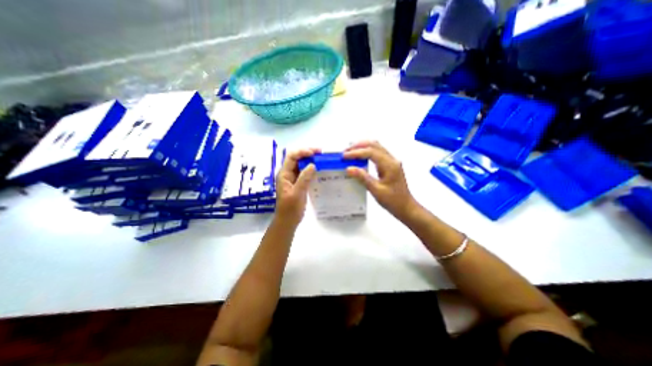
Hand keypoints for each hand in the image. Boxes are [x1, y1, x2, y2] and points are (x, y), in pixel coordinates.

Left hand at [273, 147, 319, 226]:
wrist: (288, 221)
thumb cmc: (290, 209)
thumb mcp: (297, 193)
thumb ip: (304, 178)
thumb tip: (313, 165)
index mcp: (284, 174)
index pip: (291, 157)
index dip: (302, 152)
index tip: (314, 153)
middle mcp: (288, 174)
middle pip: (297, 158)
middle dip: (308, 153)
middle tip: (321, 153)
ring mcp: (293, 178)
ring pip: (302, 165)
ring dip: (311, 160)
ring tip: (322, 159)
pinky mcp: (299, 183)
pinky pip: (305, 173)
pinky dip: (312, 169)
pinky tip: (320, 170)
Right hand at [341, 142, 417, 223]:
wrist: (406, 207)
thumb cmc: (393, 201)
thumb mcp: (376, 191)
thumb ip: (363, 178)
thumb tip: (349, 168)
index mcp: (390, 165)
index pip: (371, 152)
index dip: (356, 152)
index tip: (344, 156)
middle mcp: (392, 159)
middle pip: (374, 145)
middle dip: (358, 146)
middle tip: (346, 152)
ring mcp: (392, 161)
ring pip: (376, 147)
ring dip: (362, 147)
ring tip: (350, 152)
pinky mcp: (390, 165)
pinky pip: (377, 153)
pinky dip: (367, 152)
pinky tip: (359, 157)